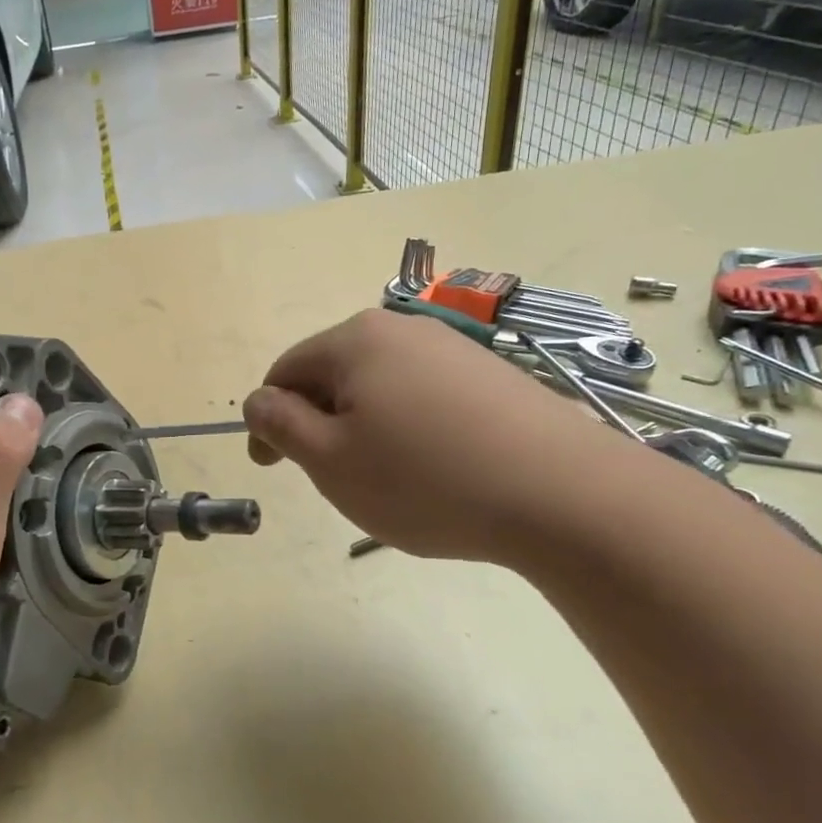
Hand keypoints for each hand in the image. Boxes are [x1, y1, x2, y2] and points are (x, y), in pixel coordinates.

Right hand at [242, 309, 617, 563]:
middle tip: (333, 477)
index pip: (286, 371)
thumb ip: (281, 425)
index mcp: (355, 339)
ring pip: (380, 386)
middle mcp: (403, 329)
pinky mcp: (491, 375)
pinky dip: (409, 428)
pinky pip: (424, 396)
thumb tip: (258, 401)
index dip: (268, 420)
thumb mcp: (331, 460)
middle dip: (320, 422)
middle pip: (334, 373)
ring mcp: (453, 348)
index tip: (272, 466)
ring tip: (386, 477)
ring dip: (364, 427)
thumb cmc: (425, 479)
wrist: (564, 494)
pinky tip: (434, 468)